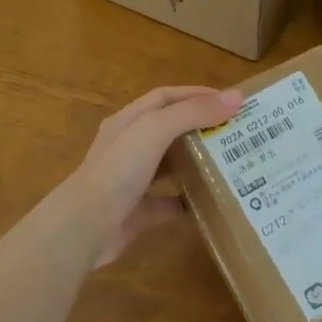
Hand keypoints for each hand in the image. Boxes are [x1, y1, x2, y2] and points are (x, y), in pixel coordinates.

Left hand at [65, 85, 241, 266]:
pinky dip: (190, 202)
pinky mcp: (139, 212)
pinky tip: (213, 202)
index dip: (196, 94)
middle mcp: (129, 148)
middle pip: (170, 130)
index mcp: (129, 122)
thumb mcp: (155, 130)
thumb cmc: (118, 169)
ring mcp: (133, 181)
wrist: (85, 226)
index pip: (165, 98)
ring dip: (197, 163)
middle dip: (201, 128)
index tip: (230, 101)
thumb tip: (236, 97)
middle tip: (236, 132)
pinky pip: (169, 204)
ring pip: (170, 166)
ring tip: (231, 162)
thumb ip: (193, 112)